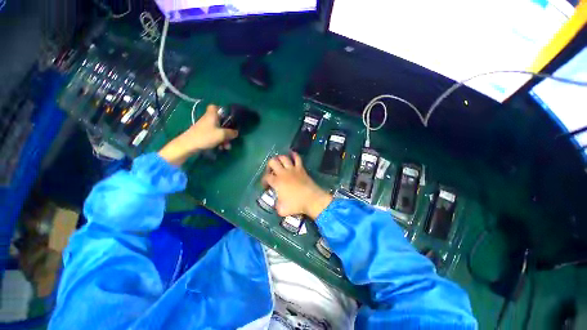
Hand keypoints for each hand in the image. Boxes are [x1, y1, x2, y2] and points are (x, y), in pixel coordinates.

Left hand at [158, 104, 237, 165]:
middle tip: (231, 136)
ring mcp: (205, 127)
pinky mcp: (203, 134)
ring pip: (218, 130)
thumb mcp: (222, 134)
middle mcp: (208, 119)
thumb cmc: (206, 136)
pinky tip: (221, 148)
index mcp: (212, 115)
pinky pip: (214, 135)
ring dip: (224, 138)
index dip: (222, 110)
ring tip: (227, 146)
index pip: (215, 107)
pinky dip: (218, 140)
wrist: (188, 145)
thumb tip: (236, 132)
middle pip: (220, 121)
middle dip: (227, 130)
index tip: (228, 117)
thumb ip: (231, 133)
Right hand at [262, 153, 332, 219]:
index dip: (264, 181)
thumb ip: (276, 206)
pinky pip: (297, 158)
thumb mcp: (282, 210)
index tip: (266, 186)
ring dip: (279, 159)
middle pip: (272, 162)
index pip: (266, 177)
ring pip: (283, 157)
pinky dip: (294, 155)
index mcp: (277, 182)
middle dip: (269, 166)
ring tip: (279, 163)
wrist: (312, 199)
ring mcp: (292, 169)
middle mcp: (283, 173)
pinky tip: (292, 154)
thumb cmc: (296, 205)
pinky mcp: (301, 168)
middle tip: (271, 172)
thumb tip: (276, 203)